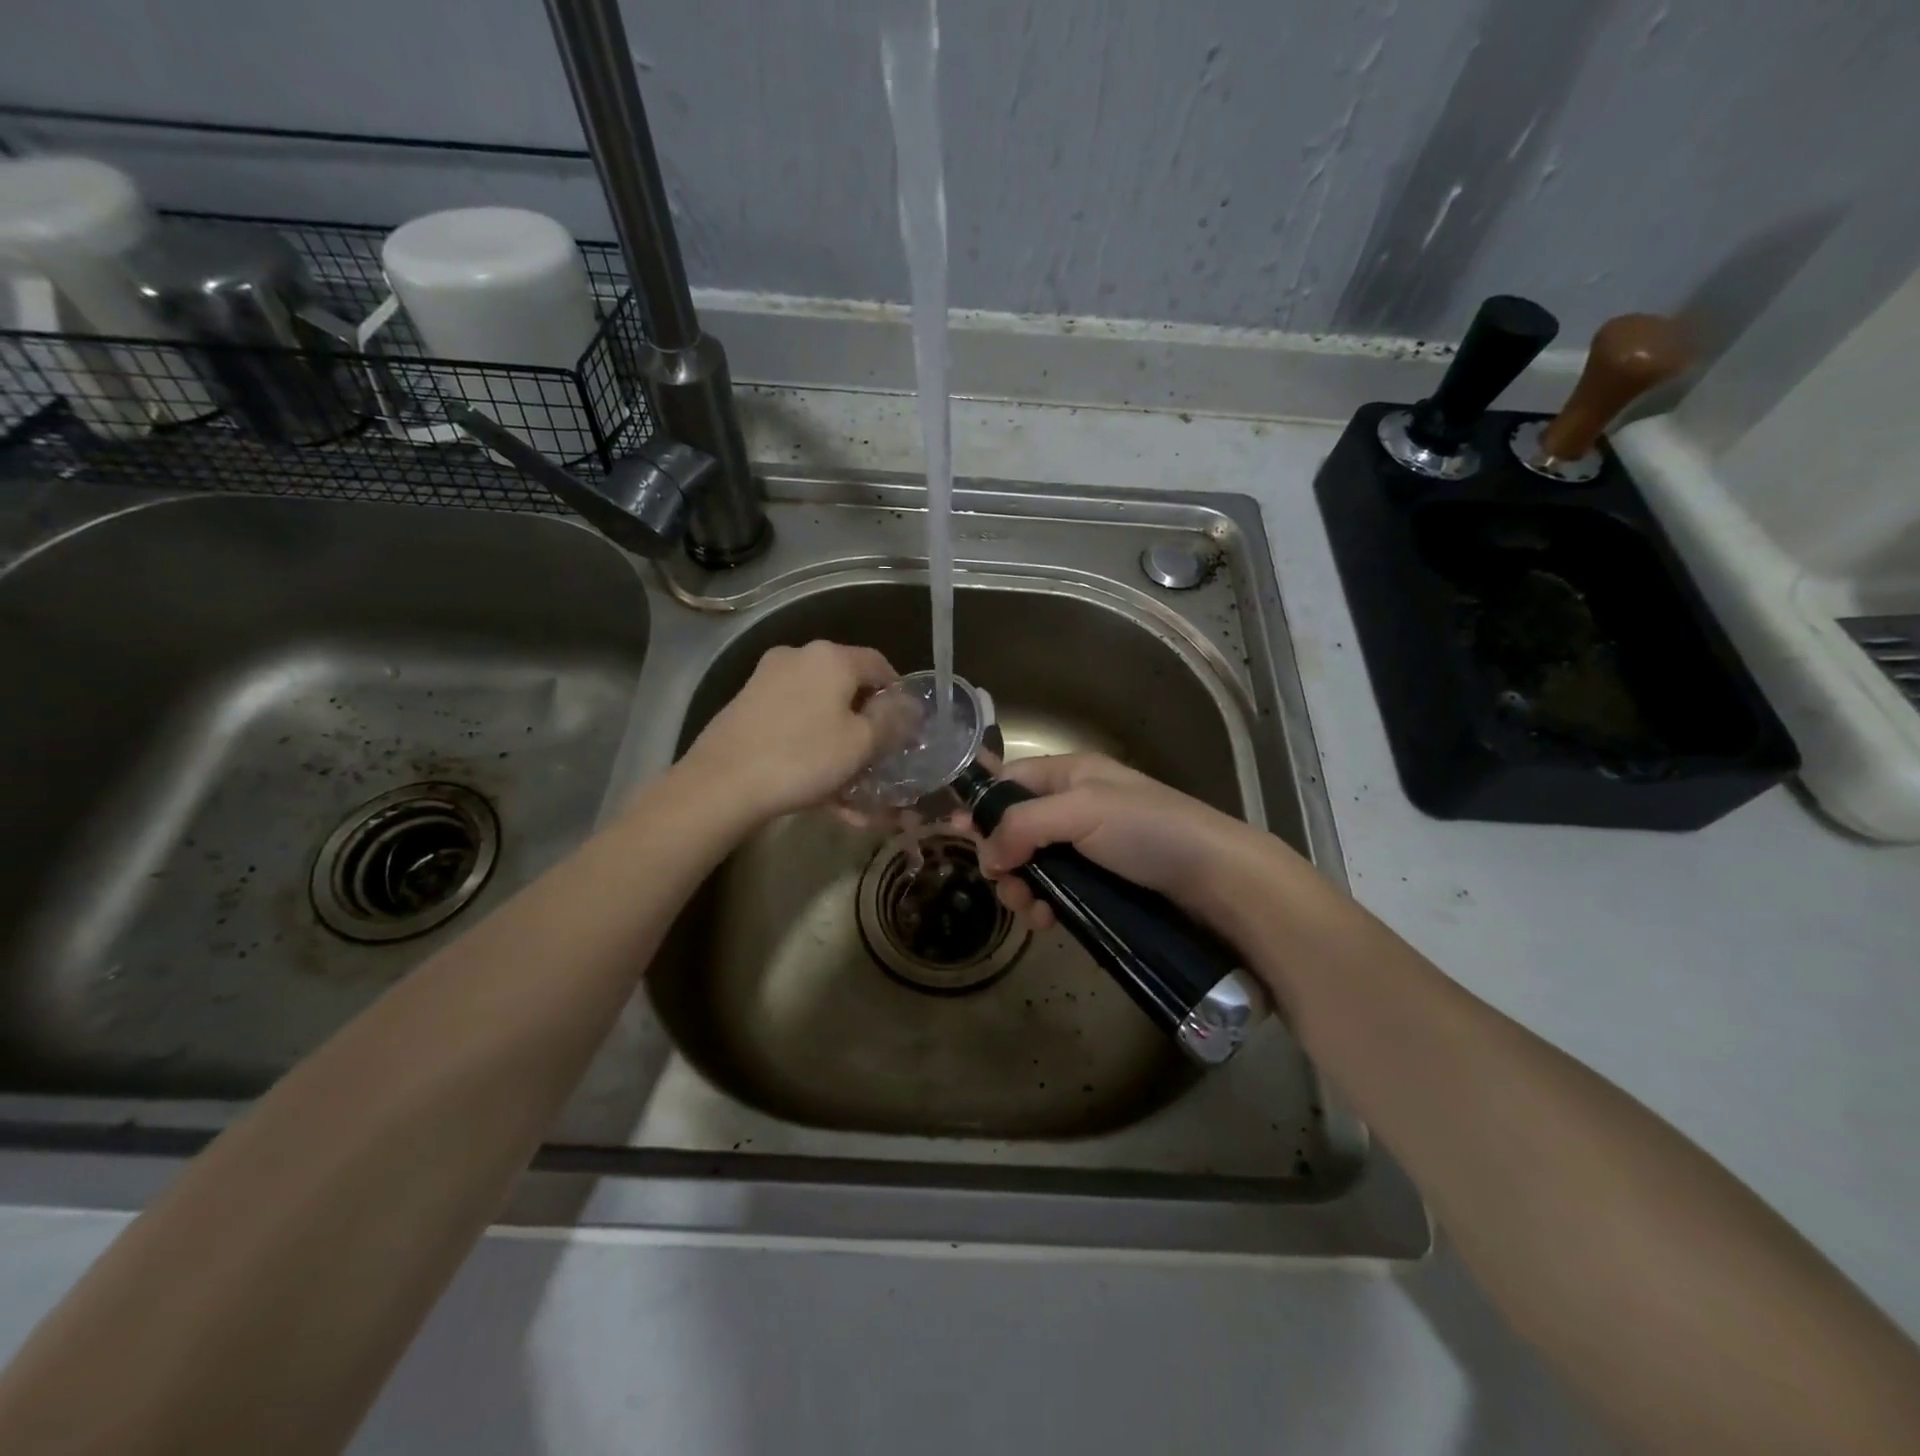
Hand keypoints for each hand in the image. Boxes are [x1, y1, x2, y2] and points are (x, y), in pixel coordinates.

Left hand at [680, 641, 899, 820]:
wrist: (721, 783)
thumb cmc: (803, 757)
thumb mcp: (861, 743)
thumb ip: (891, 721)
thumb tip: (909, 705)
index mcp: (831, 657)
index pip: (880, 664)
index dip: (898, 696)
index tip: (905, 729)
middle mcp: (798, 657)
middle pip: (847, 686)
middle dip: (866, 723)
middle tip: (878, 758)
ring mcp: (767, 679)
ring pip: (819, 709)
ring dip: (839, 741)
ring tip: (850, 785)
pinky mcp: (746, 705)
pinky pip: (794, 721)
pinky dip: (811, 745)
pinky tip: (818, 783)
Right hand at [966, 752, 1282, 932]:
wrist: (1219, 879)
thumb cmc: (1149, 832)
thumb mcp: (1083, 812)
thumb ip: (1024, 825)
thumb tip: (985, 855)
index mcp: (1072, 774)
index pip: (1010, 779)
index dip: (983, 806)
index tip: (958, 837)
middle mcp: (1077, 805)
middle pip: (1016, 827)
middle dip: (1002, 858)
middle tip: (1005, 887)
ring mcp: (1090, 846)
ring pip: (1033, 863)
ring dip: (1021, 887)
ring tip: (1030, 910)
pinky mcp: (1103, 882)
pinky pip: (1057, 889)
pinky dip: (1045, 904)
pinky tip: (1048, 921)